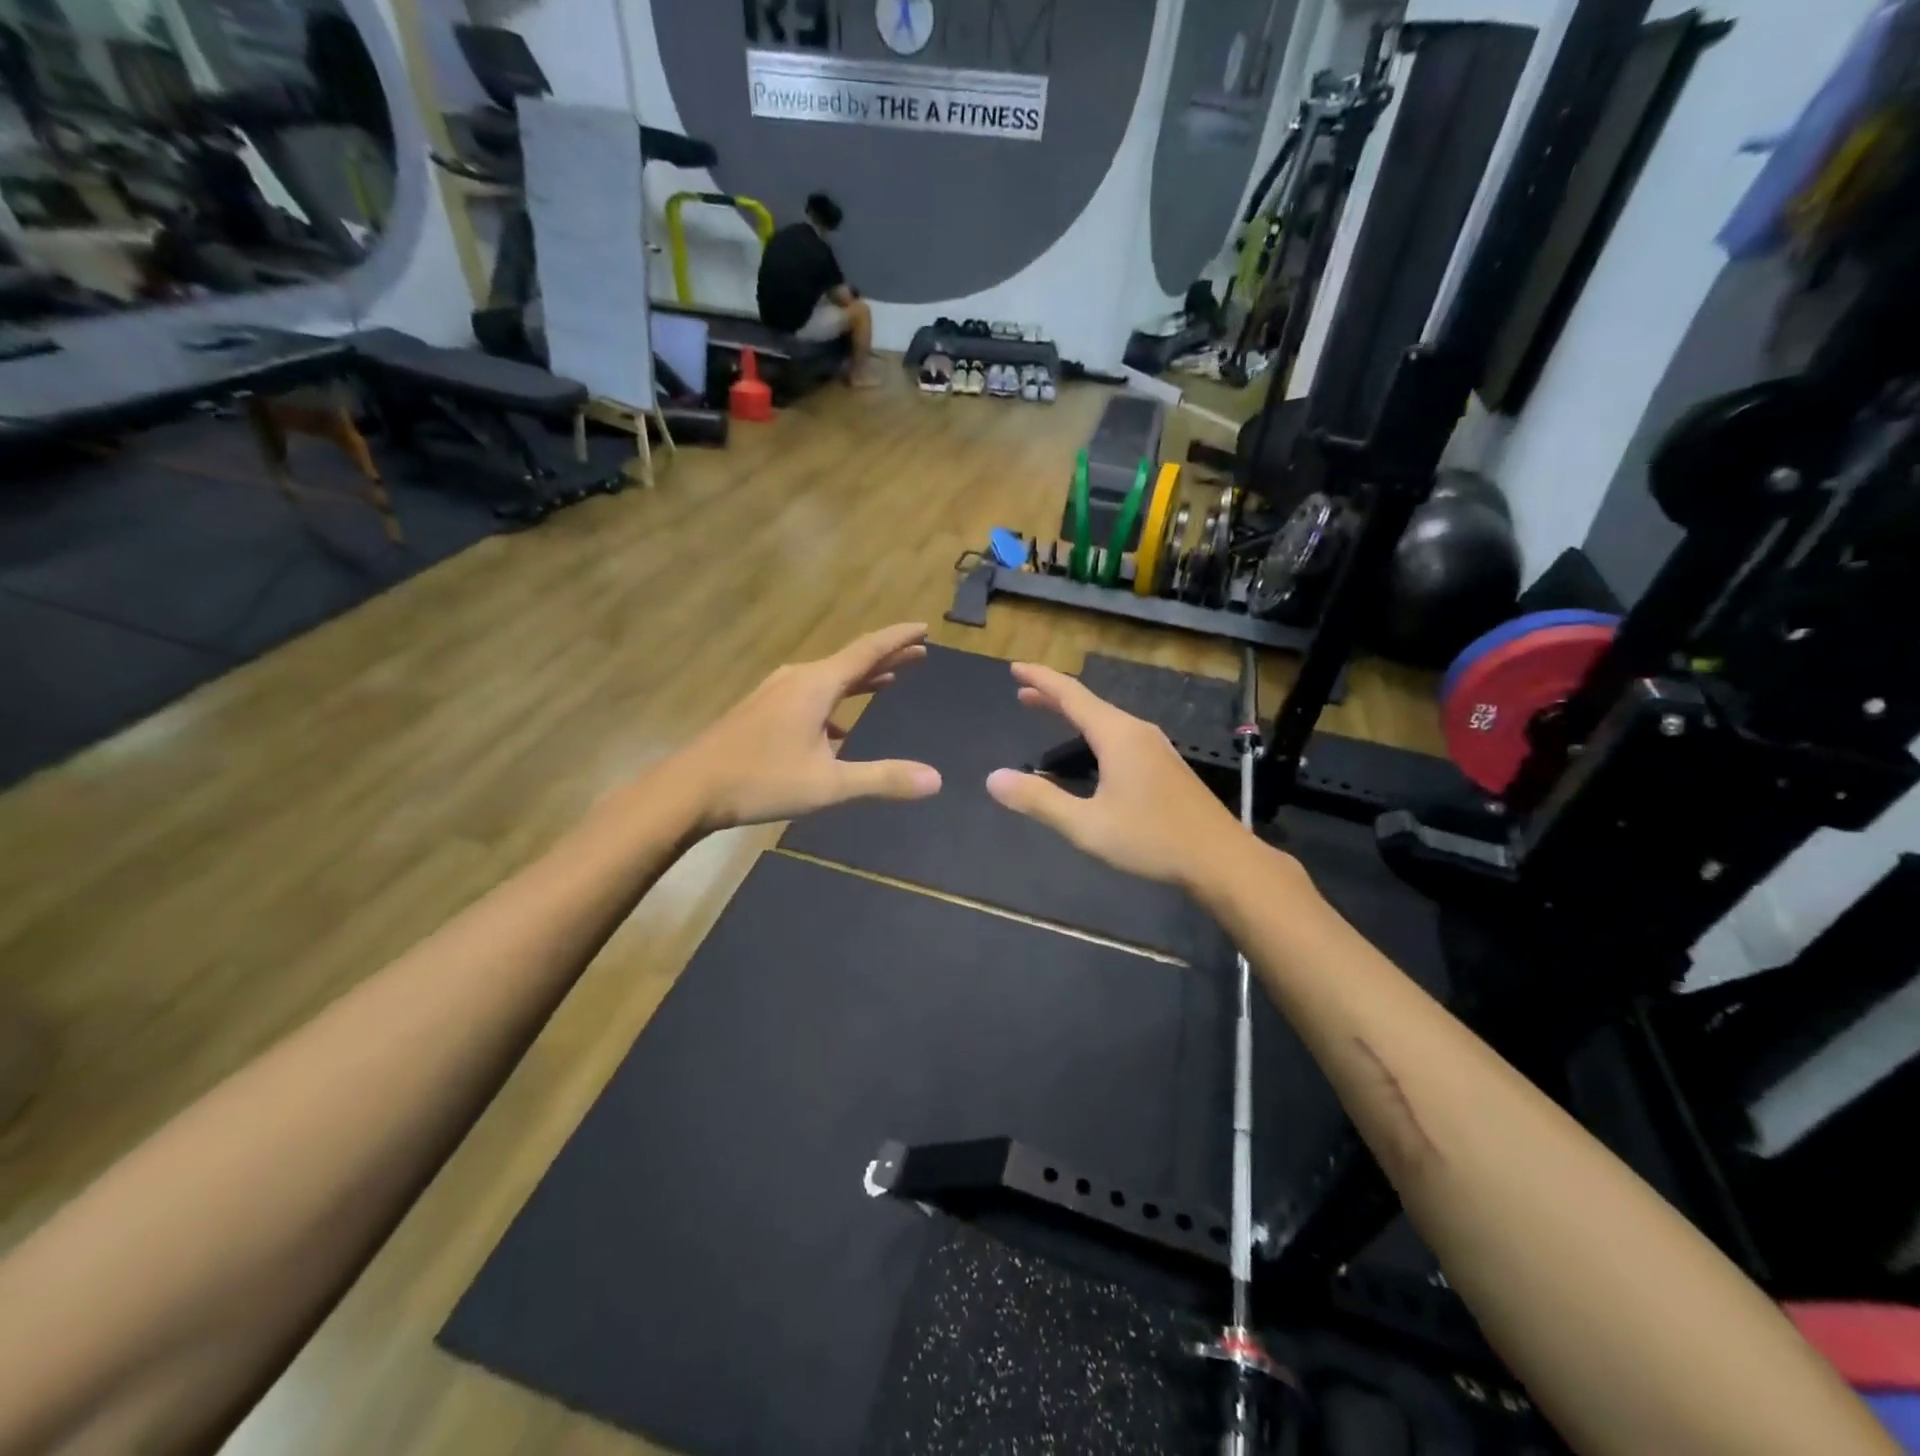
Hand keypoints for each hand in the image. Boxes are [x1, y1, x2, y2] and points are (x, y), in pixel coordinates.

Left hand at [675, 624, 941, 830]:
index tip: (924, 627)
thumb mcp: (829, 785)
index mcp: (817, 685)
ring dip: (860, 679)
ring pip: (829, 678)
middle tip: (919, 652)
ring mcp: (776, 693)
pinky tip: (839, 729)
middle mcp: (798, 680)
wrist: (688, 789)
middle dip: (886, 657)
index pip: (867, 651)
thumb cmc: (761, 780)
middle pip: (850, 661)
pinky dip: (835, 702)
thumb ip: (883, 779)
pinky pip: (810, 696)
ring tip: (887, 680)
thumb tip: (936, 780)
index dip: (898, 639)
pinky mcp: (761, 710)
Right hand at [985, 663, 1245, 886]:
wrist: (1220, 859)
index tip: (1015, 667)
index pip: (1072, 696)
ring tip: (1049, 714)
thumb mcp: (1086, 825)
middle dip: (1053, 696)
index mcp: (1117, 736)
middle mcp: (1137, 732)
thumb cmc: (1152, 839)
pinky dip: (1093, 732)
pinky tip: (1091, 751)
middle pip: (1089, 704)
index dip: (1041, 680)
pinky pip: (1120, 735)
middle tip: (1022, 692)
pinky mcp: (1165, 766)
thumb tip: (993, 778)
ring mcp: (1156, 747)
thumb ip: (1039, 800)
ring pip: (1106, 720)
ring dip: (1074, 715)